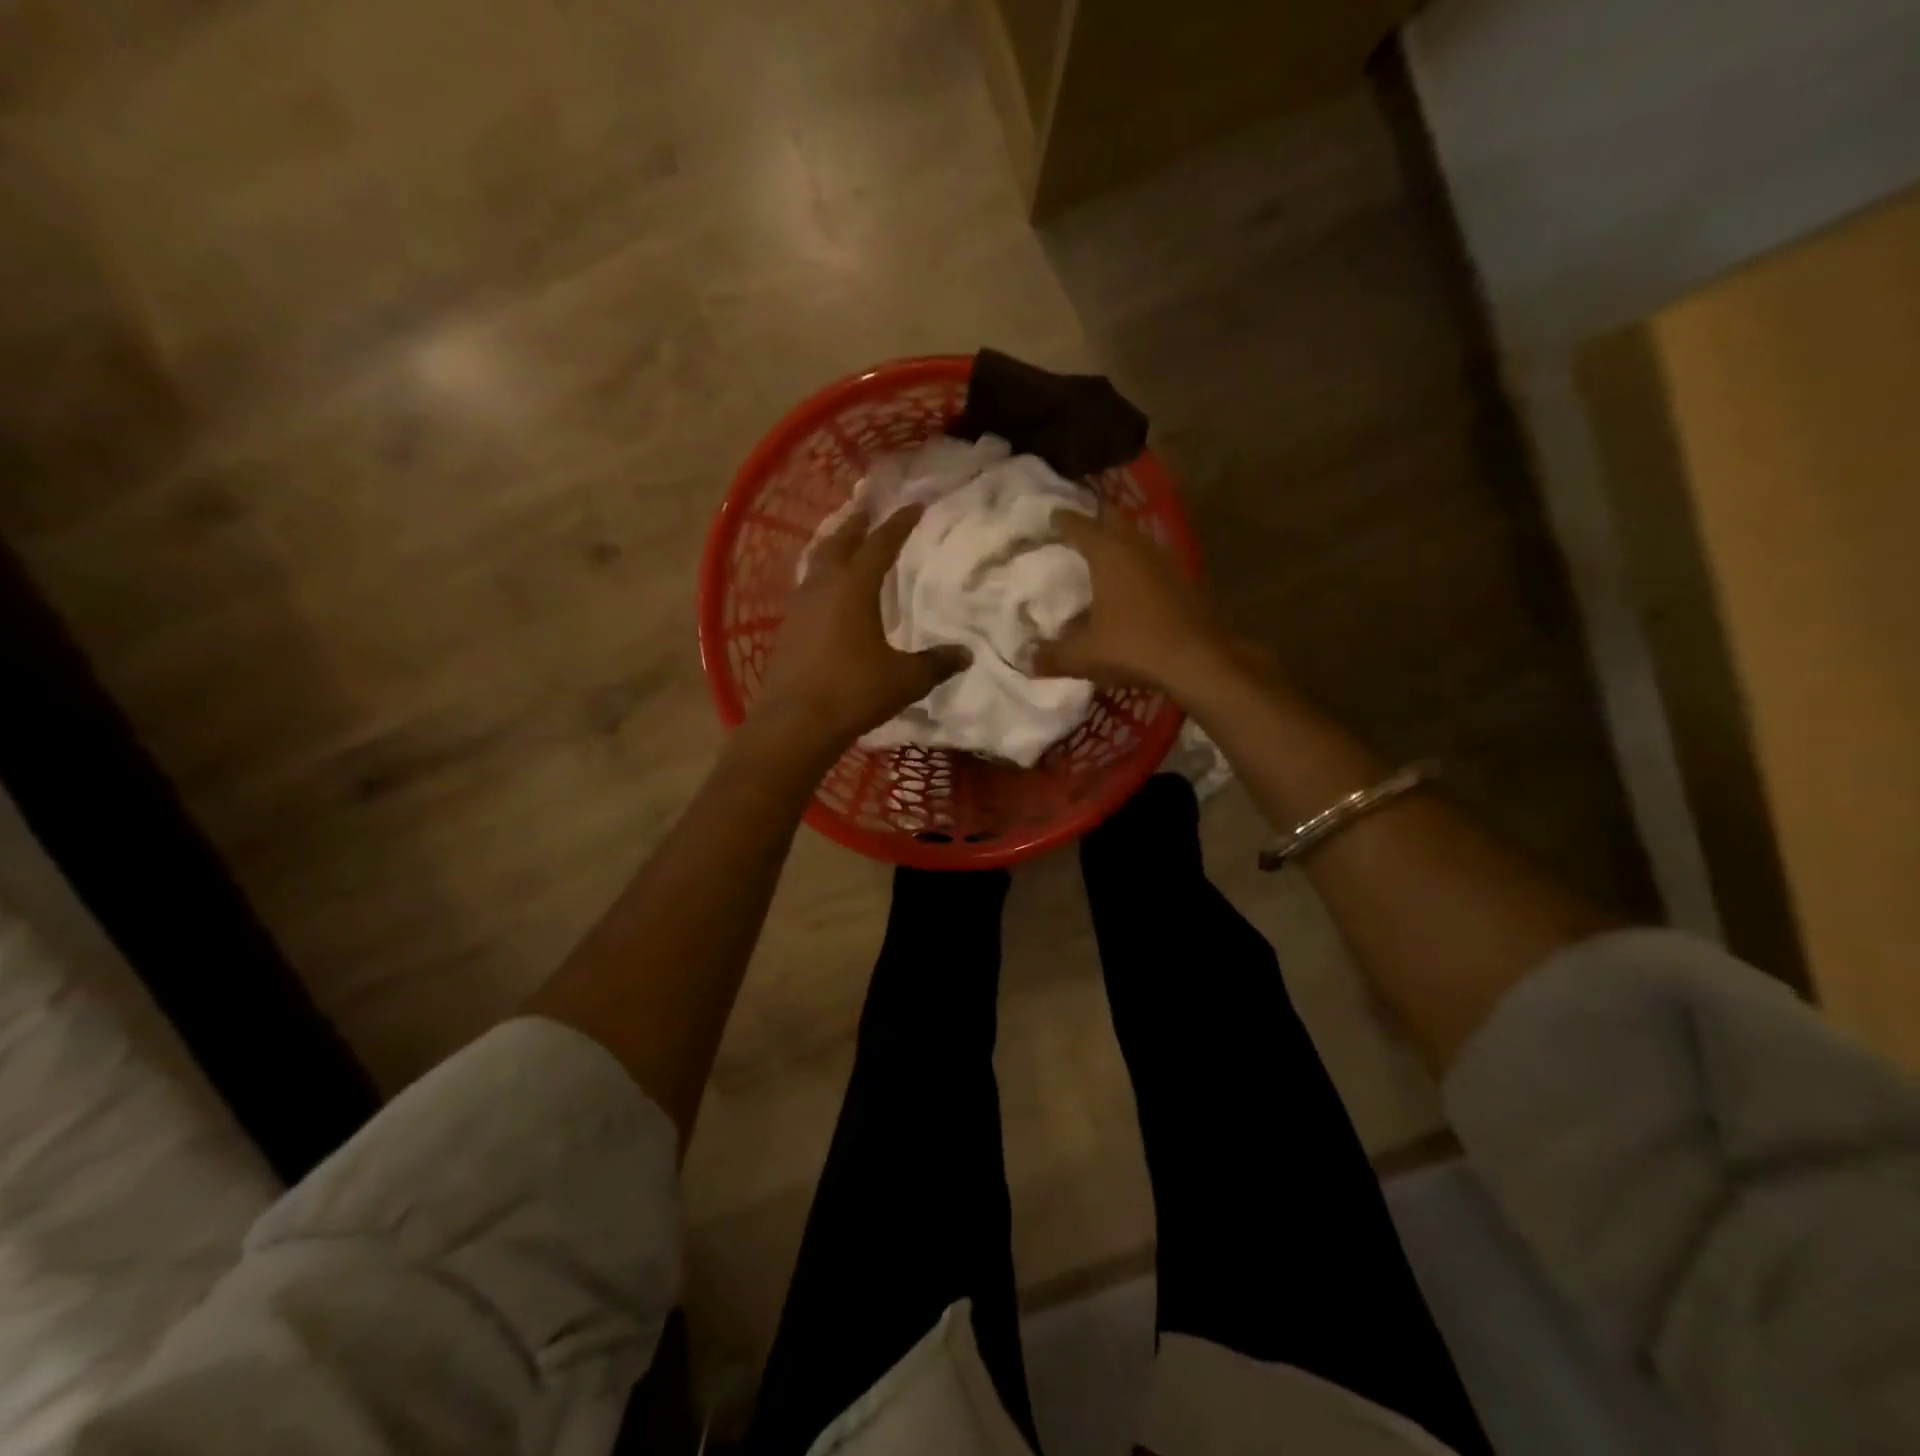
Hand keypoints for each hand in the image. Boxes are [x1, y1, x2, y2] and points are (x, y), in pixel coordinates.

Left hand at [751, 505, 966, 750]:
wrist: (795, 723)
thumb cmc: (854, 692)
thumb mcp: (905, 679)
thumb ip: (936, 663)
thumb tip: (965, 654)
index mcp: (854, 587)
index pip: (880, 544)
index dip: (899, 523)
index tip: (914, 505)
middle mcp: (823, 587)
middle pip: (840, 543)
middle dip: (856, 524)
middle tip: (867, 509)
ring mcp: (799, 608)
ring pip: (817, 564)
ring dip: (833, 549)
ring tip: (843, 545)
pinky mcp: (787, 630)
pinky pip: (806, 590)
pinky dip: (820, 579)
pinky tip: (825, 593)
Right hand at [1033, 511, 1234, 694]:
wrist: (1198, 661)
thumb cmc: (1133, 647)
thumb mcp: (1084, 656)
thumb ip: (1052, 657)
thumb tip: (1027, 662)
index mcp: (1108, 553)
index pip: (1079, 525)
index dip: (1061, 520)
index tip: (1050, 517)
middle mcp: (1138, 546)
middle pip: (1112, 521)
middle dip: (1094, 523)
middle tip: (1076, 531)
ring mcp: (1165, 560)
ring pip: (1136, 539)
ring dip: (1119, 544)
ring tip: (1101, 558)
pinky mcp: (1184, 580)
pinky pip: (1152, 562)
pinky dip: (1137, 566)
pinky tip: (1130, 587)